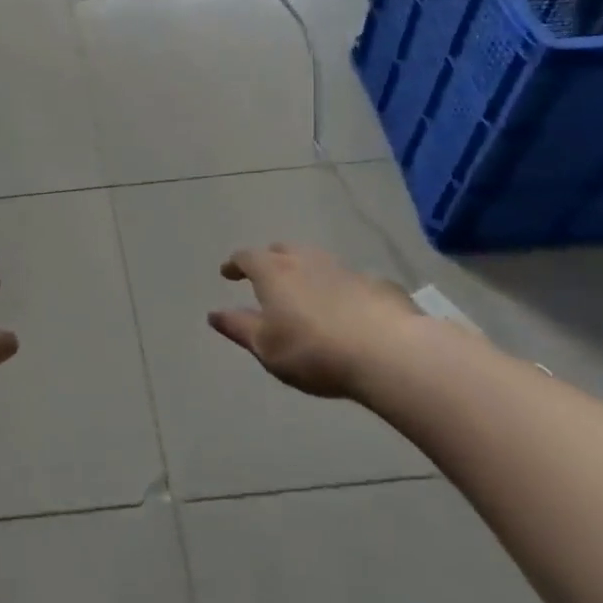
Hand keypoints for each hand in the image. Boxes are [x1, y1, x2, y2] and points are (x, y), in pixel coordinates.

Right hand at [208, 244, 423, 398]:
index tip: (228, 273)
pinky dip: (339, 288)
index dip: (235, 264)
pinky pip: (349, 280)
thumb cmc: (313, 351)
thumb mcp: (266, 347)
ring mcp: (345, 269)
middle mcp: (307, 260)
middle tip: (265, 276)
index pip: (247, 257)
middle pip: (282, 250)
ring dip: (306, 271)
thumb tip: (214, 314)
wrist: (389, 352)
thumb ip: (239, 327)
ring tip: (305, 291)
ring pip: (317, 261)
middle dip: (270, 260)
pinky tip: (345, 308)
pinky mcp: (377, 284)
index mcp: (274, 272)